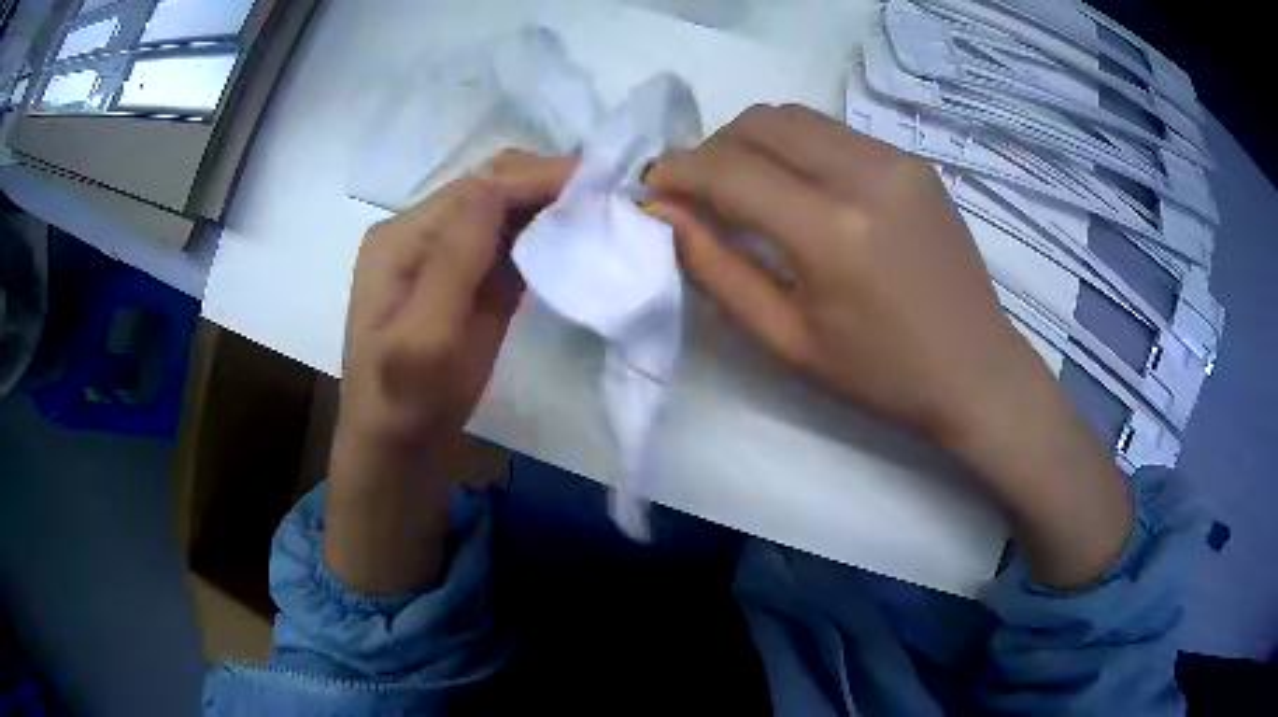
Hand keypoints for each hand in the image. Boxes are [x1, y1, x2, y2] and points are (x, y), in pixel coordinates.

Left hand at [326, 151, 573, 593]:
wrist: (400, 450)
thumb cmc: (406, 402)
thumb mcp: (425, 336)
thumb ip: (455, 258)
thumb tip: (498, 184)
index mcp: (403, 237)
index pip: (478, 188)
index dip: (536, 179)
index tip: (598, 183)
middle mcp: (421, 234)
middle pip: (491, 189)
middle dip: (548, 184)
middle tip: (608, 195)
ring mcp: (445, 256)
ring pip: (504, 211)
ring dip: (550, 206)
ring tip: (601, 209)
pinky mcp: (469, 280)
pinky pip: (509, 242)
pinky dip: (543, 234)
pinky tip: (574, 236)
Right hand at [647, 105, 1130, 587]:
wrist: (977, 372)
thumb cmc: (881, 375)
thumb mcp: (787, 340)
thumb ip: (717, 270)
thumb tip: (665, 214)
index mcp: (832, 232)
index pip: (729, 169)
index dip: (678, 172)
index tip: (654, 190)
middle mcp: (865, 175)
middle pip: (759, 122)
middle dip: (713, 148)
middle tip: (702, 194)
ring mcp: (897, 161)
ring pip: (796, 117)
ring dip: (754, 142)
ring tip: (748, 189)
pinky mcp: (915, 162)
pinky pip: (835, 133)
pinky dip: (798, 149)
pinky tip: (803, 191)